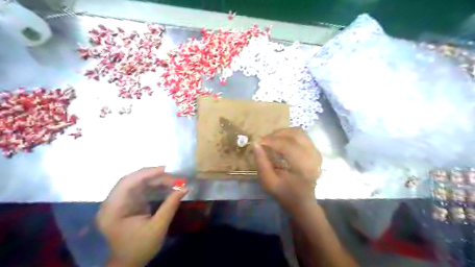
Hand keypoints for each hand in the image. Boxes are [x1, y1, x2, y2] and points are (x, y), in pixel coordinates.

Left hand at [95, 166, 187, 265]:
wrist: (129, 264)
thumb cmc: (140, 248)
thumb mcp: (158, 227)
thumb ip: (170, 205)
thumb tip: (185, 187)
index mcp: (113, 209)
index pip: (127, 182)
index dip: (147, 173)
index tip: (167, 170)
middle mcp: (112, 202)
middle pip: (133, 180)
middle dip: (154, 176)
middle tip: (174, 177)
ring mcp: (119, 202)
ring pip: (138, 182)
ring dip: (156, 180)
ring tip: (174, 181)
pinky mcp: (127, 203)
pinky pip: (140, 188)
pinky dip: (154, 186)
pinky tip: (166, 186)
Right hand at [252, 127, 322, 214]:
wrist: (302, 201)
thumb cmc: (285, 193)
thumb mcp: (269, 182)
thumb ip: (261, 163)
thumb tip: (255, 144)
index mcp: (303, 166)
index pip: (287, 145)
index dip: (271, 140)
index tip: (258, 141)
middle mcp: (313, 156)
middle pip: (294, 134)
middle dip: (276, 134)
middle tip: (264, 140)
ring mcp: (316, 151)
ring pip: (298, 132)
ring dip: (283, 132)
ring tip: (271, 139)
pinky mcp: (315, 150)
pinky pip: (301, 135)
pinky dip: (289, 134)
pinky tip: (281, 141)